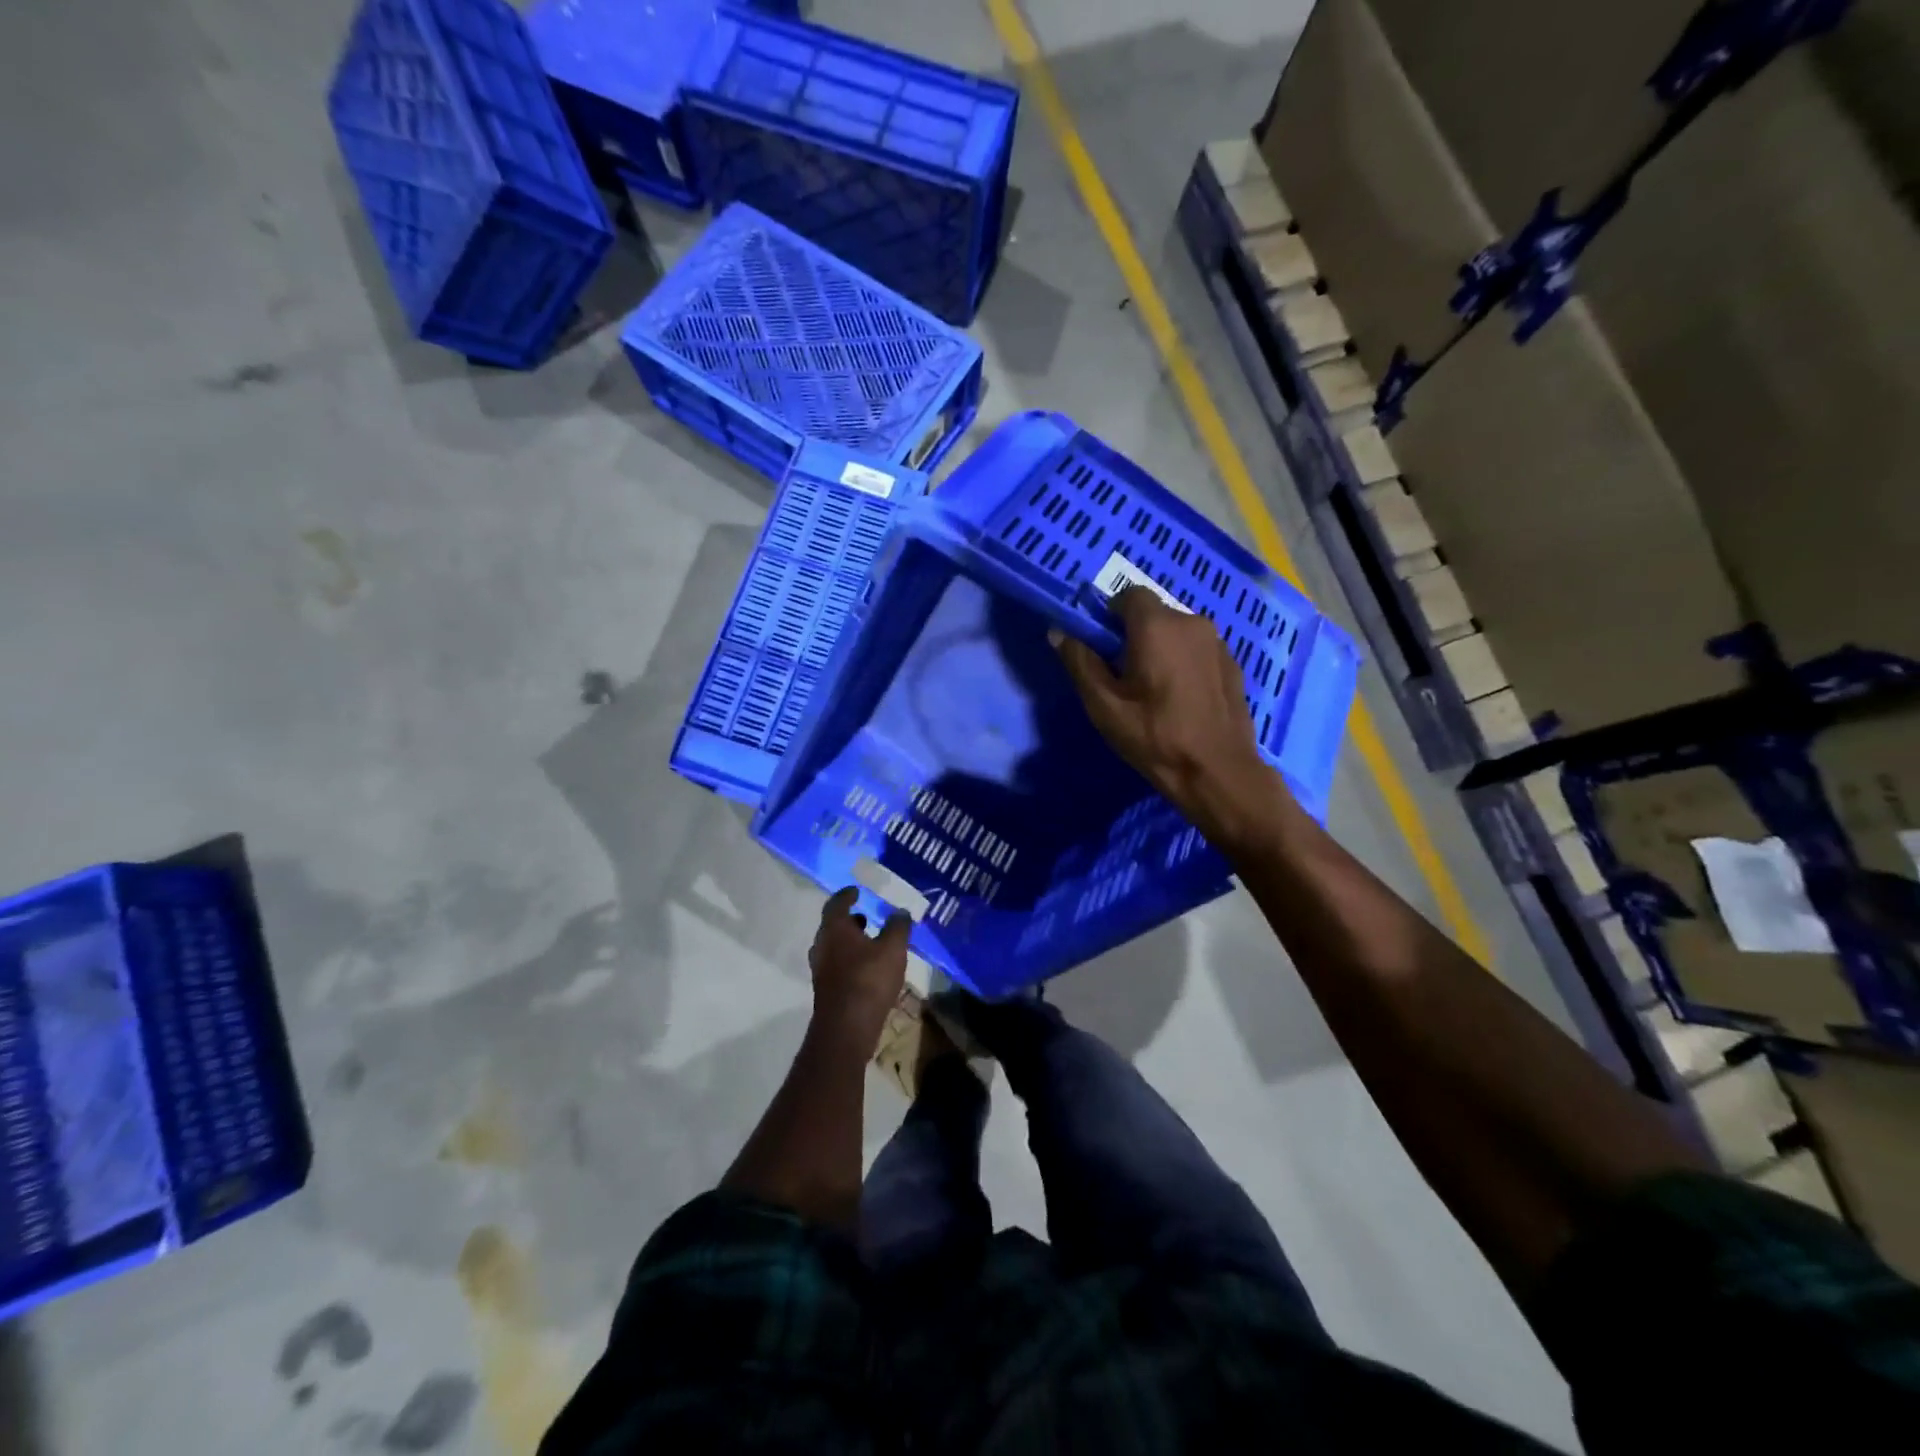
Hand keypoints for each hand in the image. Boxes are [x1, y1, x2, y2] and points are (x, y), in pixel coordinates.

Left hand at [808, 888, 910, 1048]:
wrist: (846, 1027)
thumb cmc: (868, 979)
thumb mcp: (893, 948)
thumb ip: (898, 926)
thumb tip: (900, 911)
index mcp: (834, 929)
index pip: (836, 903)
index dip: (847, 895)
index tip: (856, 891)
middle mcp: (822, 945)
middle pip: (832, 926)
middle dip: (849, 920)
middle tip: (865, 916)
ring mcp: (820, 969)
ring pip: (834, 947)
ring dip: (849, 941)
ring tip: (870, 942)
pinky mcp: (825, 989)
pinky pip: (836, 965)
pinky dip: (849, 959)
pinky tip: (867, 968)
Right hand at [1053, 587, 1287, 850]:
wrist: (1218, 771)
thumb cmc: (1154, 737)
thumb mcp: (1104, 706)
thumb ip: (1080, 662)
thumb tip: (1059, 632)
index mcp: (1157, 626)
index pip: (1128, 595)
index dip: (1109, 615)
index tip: (1101, 647)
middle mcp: (1191, 622)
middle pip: (1154, 613)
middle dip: (1134, 634)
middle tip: (1123, 674)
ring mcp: (1217, 642)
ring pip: (1177, 632)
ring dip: (1160, 648)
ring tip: (1153, 689)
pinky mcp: (1233, 663)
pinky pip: (1198, 650)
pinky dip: (1183, 662)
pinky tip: (1180, 698)